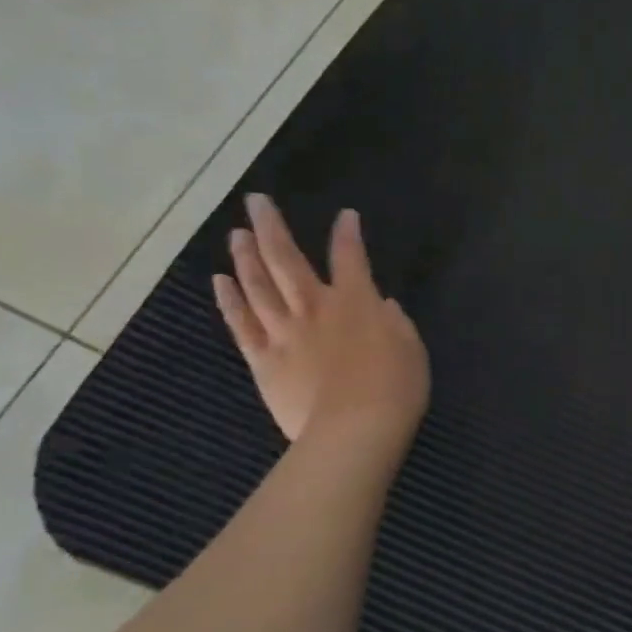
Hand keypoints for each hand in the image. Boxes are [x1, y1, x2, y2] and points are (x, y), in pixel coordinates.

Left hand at [213, 193, 429, 449]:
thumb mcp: (411, 348)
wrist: (355, 429)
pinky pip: (242, 324)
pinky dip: (230, 301)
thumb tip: (383, 305)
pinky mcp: (264, 360)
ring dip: (245, 256)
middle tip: (256, 202)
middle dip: (272, 227)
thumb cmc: (396, 387)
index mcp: (357, 302)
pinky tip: (220, 281)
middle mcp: (315, 307)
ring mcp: (284, 332)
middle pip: (287, 259)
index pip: (350, 257)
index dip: (348, 233)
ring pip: (258, 286)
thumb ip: (394, 322)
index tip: (345, 215)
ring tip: (237, 234)